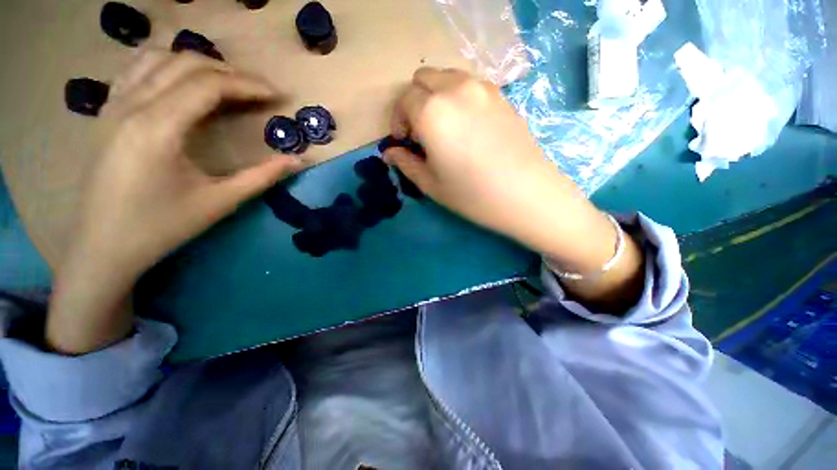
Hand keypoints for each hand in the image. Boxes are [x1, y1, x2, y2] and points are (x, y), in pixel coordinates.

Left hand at [48, 50, 300, 353]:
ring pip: (156, 59)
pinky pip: (135, 72)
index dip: (249, 86)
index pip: (211, 84)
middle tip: (261, 91)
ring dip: (196, 63)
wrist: (101, 255)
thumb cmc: (161, 232)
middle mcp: (132, 106)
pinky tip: (182, 82)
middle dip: (230, 72)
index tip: (279, 96)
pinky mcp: (107, 116)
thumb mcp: (219, 203)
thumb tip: (298, 162)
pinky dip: (164, 66)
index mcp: (159, 127)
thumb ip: (261, 177)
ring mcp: (113, 107)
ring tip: (227, 80)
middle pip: (186, 64)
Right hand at [385, 67, 644, 310]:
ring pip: (447, 77)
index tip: (405, 142)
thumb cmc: (472, 194)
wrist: (526, 194)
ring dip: (436, 96)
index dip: (399, 121)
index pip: (404, 101)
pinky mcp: (502, 95)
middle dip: (415, 103)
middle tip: (422, 133)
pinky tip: (467, 126)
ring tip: (444, 128)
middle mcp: (455, 89)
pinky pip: (470, 84)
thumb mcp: (430, 184)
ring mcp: (483, 88)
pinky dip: (458, 97)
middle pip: (423, 78)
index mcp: (432, 111)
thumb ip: (406, 163)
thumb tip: (390, 152)